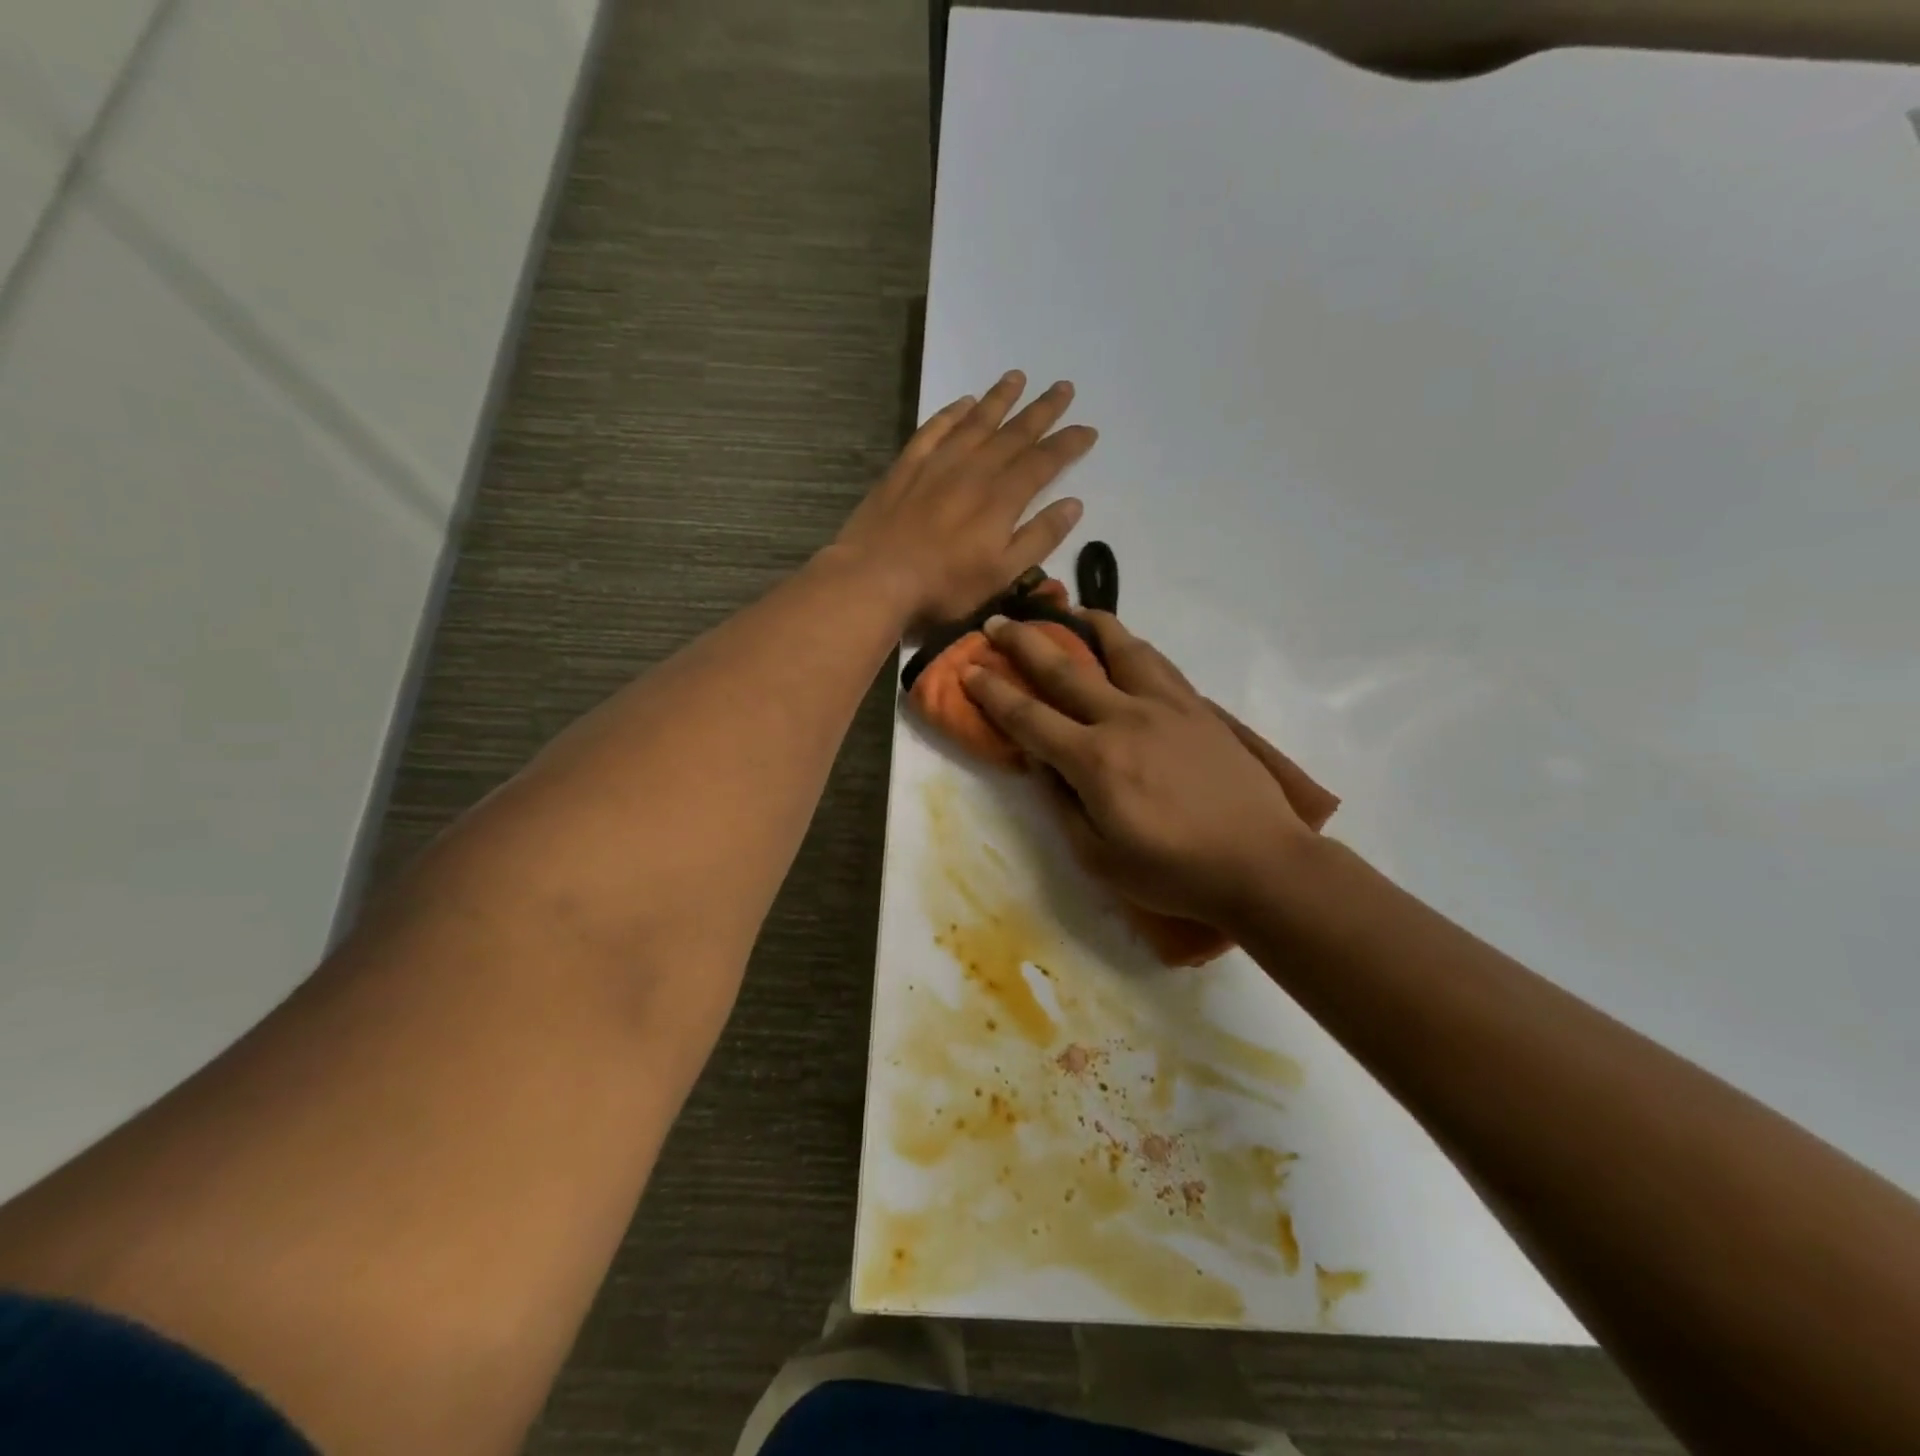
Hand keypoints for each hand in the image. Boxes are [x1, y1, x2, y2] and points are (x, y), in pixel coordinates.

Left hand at [832, 371, 1096, 625]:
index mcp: (1002, 498)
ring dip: (999, 399)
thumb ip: (1039, 538)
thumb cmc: (944, 586)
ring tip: (1018, 377)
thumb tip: (1074, 504)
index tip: (1088, 429)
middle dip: (1042, 410)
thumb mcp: (1002, 573)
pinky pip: (934, 429)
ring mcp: (937, 464)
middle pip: (1014, 433)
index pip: (1043, 462)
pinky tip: (963, 402)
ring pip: (976, 422)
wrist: (875, 578)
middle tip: (1064, 387)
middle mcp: (974, 470)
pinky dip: (952, 413)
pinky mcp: (906, 466)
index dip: (1068, 444)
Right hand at [962, 612, 1336, 928]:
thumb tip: (1045, 767)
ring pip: (1119, 649)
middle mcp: (1124, 719)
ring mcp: (1166, 706)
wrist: (1260, 862)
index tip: (968, 669)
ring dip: (1085, 625)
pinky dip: (1131, 645)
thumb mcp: (1100, 857)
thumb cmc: (1174, 871)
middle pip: (1064, 669)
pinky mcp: (1197, 707)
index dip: (992, 692)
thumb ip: (1064, 807)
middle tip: (996, 621)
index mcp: (1094, 761)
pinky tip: (1124, 643)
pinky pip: (1158, 662)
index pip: (1029, 718)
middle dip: (1023, 643)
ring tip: (1067, 612)